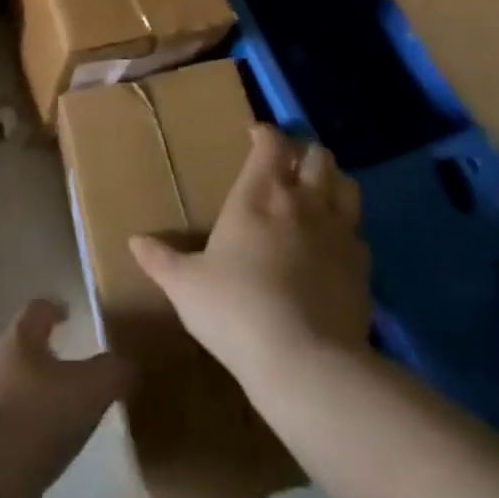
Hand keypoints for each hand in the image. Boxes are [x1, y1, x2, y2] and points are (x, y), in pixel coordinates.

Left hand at [0, 298, 128, 497]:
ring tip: (63, 421)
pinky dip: (26, 441)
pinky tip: (43, 465)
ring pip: (14, 391)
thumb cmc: (35, 419)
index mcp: (20, 339)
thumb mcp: (88, 391)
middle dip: (47, 358)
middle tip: (74, 373)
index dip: (54, 308)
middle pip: (22, 349)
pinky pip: (7, 433)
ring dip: (36, 401)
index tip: (68, 312)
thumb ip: (112, 372)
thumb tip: (126, 363)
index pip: (37, 309)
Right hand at [130, 126, 370, 383]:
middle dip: (304, 153)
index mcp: (258, 195)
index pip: (271, 143)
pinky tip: (333, 247)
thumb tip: (134, 241)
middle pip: (318, 156)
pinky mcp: (364, 269)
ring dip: (333, 182)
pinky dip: (348, 230)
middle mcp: (303, 202)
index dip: (265, 134)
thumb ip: (161, 260)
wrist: (306, 363)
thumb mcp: (185, 285)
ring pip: (348, 186)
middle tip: (288, 165)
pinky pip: (360, 233)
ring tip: (317, 194)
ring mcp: (339, 234)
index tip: (254, 137)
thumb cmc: (235, 309)